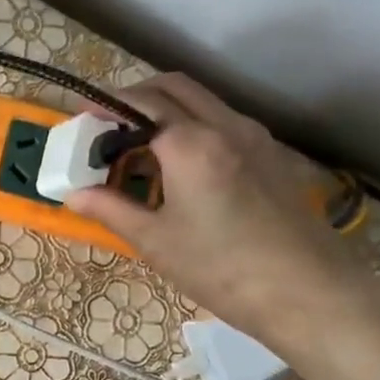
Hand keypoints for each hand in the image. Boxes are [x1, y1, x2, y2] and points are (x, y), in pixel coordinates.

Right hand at [68, 73, 377, 356]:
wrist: (306, 291)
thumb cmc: (220, 268)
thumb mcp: (154, 241)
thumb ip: (110, 209)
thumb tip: (73, 194)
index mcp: (190, 143)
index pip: (139, 103)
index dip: (104, 108)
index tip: (80, 123)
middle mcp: (225, 125)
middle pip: (174, 88)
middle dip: (135, 98)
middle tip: (107, 128)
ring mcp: (254, 138)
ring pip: (202, 103)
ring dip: (166, 111)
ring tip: (138, 150)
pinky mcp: (271, 156)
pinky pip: (223, 124)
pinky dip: (192, 128)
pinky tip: (179, 168)